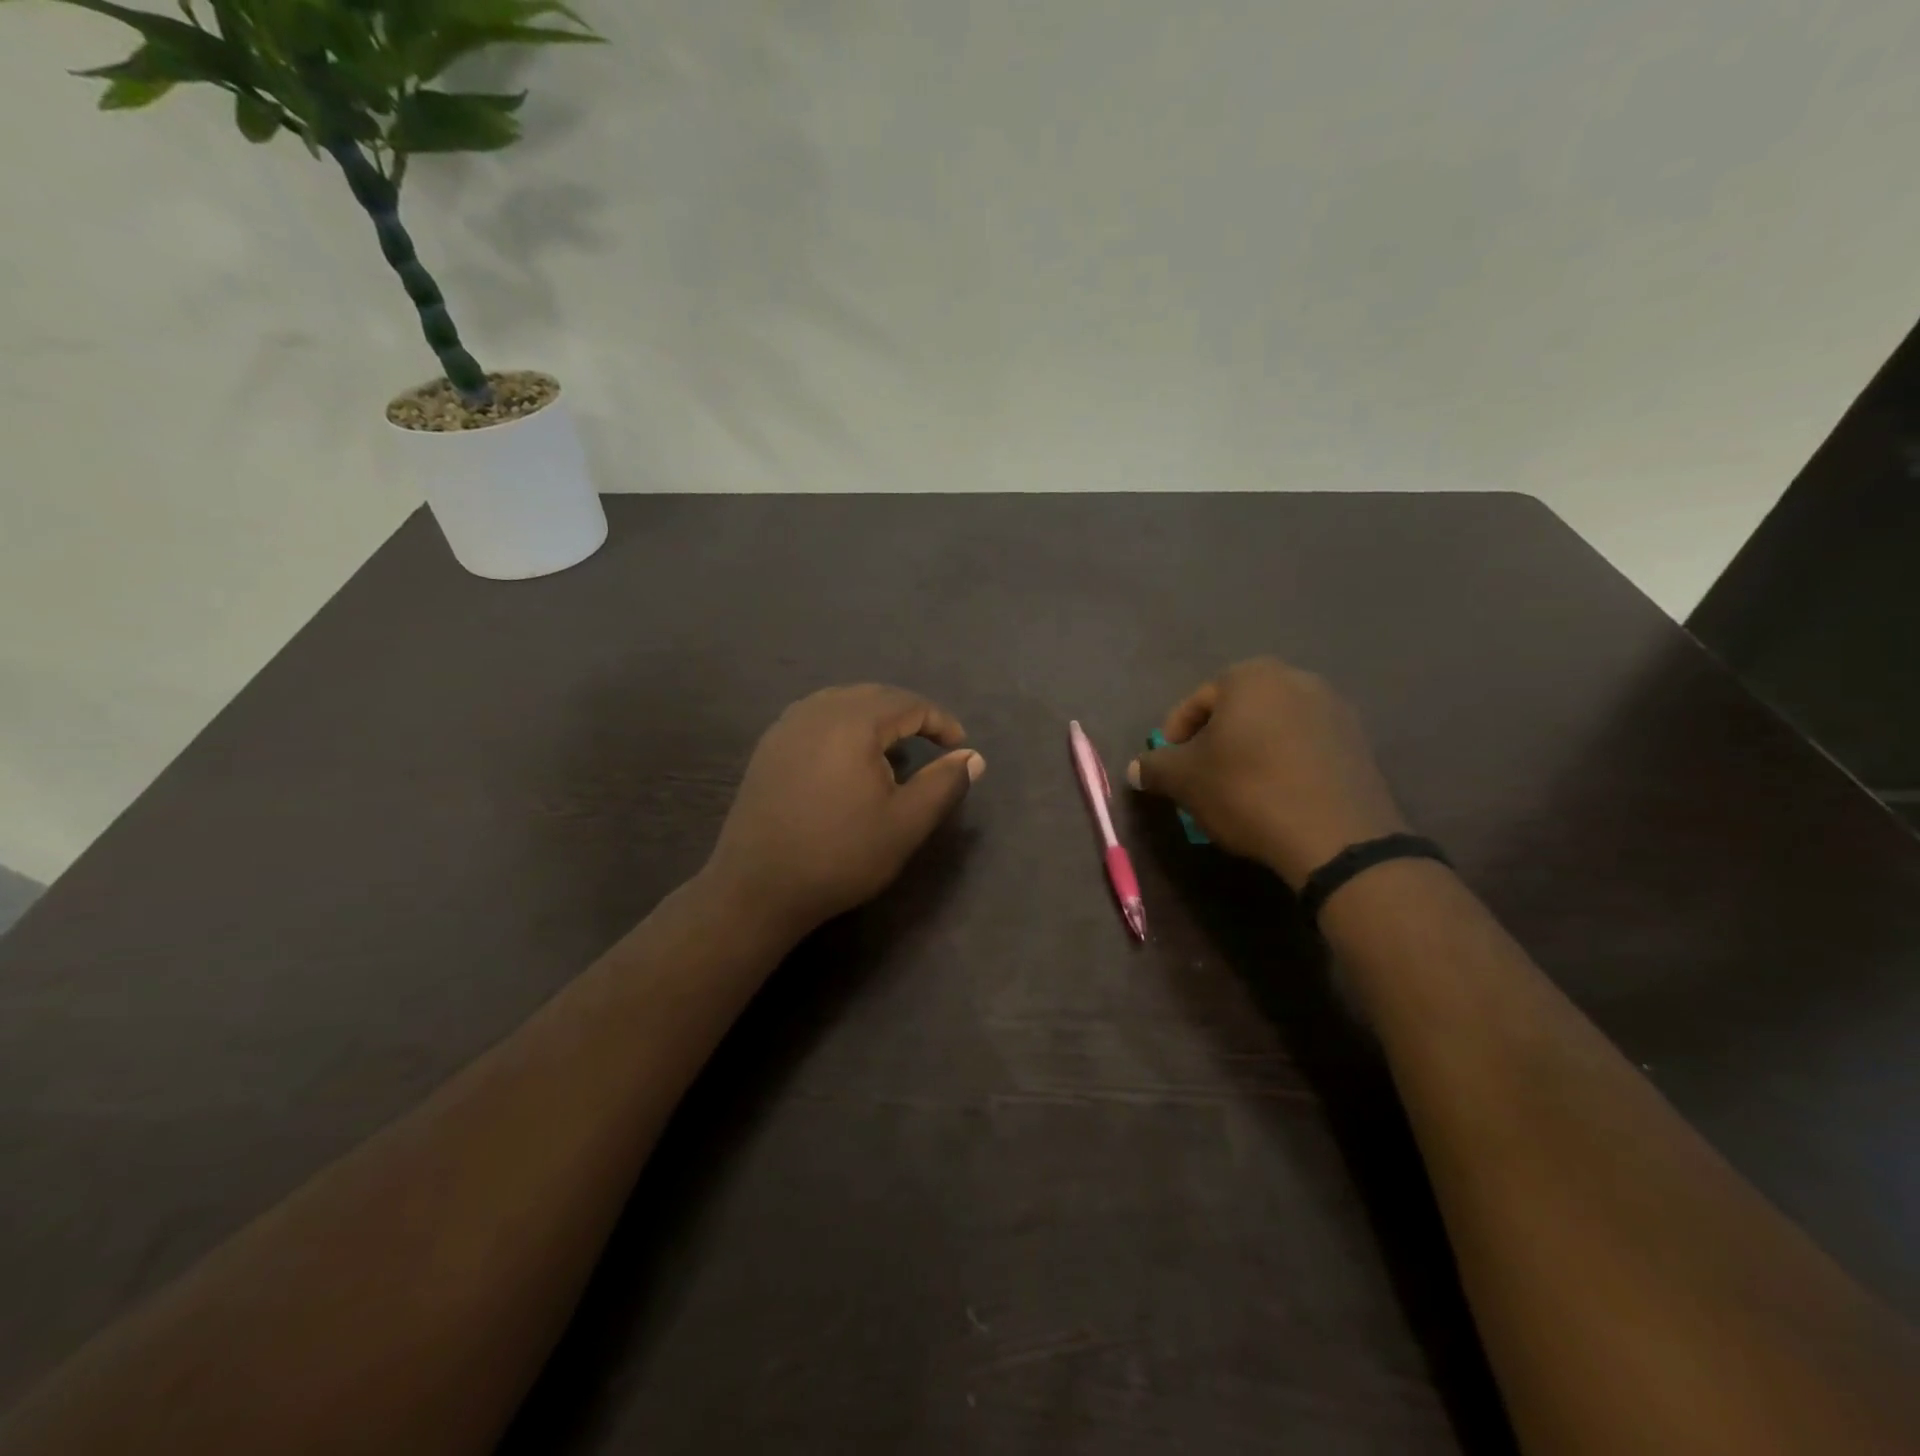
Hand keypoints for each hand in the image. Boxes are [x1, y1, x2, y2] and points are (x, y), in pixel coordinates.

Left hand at [704, 685, 985, 939]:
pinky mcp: (769, 746)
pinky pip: (817, 718)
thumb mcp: (906, 823)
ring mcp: (787, 726)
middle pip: (874, 695)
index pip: (909, 704)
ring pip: (842, 703)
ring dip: (875, 718)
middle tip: (932, 743)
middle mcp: (817, 710)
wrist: (758, 887)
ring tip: (894, 749)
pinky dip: (844, 727)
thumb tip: (973, 756)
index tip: (959, 747)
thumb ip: (944, 784)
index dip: (940, 721)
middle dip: (909, 714)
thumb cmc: (840, 855)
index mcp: (853, 722)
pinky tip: (849, 759)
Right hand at [1128, 659, 1407, 888]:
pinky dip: (1283, 766)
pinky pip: (1304, 749)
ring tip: (1238, 793)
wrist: (1337, 837)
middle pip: (1236, 713)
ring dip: (1249, 755)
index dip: (1174, 739)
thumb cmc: (1247, 791)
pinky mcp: (1358, 744)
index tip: (1169, 771)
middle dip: (1214, 745)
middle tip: (1200, 781)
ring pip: (1271, 730)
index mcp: (1251, 676)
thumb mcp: (1184, 780)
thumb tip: (1135, 769)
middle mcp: (1296, 679)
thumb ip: (1155, 767)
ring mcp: (1334, 710)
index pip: (1195, 704)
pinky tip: (1275, 799)